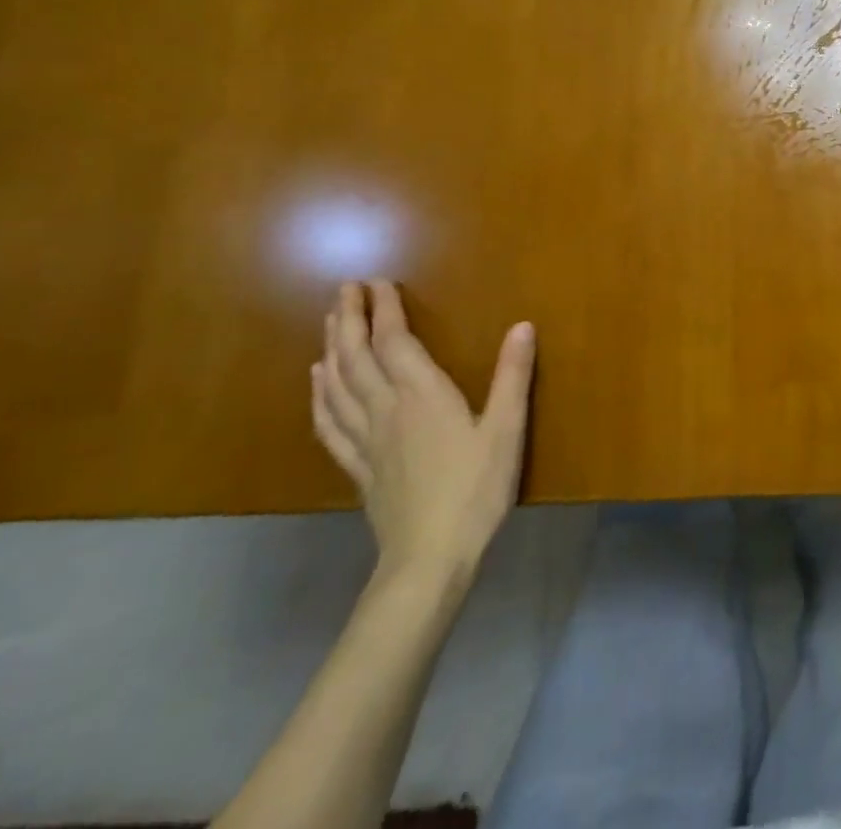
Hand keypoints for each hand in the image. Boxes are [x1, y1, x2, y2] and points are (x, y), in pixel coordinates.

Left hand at [311, 279, 535, 585]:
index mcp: (422, 396)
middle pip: (357, 357)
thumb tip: (523, 325)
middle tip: (344, 289)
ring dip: (332, 348)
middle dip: (349, 319)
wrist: (429, 559)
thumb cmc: (475, 489)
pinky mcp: (359, 467)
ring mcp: (366, 440)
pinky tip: (317, 382)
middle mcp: (386, 409)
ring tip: (330, 322)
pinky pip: (330, 423)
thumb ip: (512, 376)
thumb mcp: (506, 430)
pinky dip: (320, 395)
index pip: (394, 342)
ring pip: (338, 385)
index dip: (384, 309)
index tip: (377, 281)